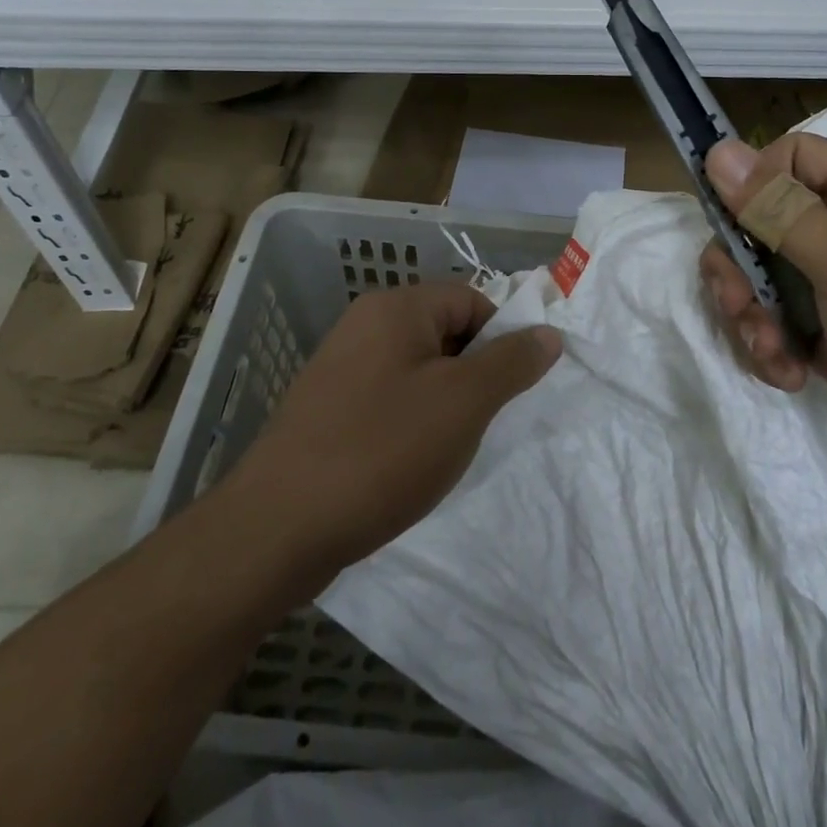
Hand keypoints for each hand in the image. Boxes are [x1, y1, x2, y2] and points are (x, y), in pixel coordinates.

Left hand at [223, 283, 561, 573]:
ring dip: (443, 404)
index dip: (501, 340)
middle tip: (478, 424)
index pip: (471, 300)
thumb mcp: (463, 403)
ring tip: (444, 450)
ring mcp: (341, 366)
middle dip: (472, 375)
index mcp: (396, 308)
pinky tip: (408, 464)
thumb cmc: (383, 450)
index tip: (507, 392)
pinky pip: (388, 398)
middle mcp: (364, 324)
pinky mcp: (327, 407)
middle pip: (444, 332)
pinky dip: (410, 423)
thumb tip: (548, 333)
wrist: (278, 526)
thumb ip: (511, 362)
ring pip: (418, 370)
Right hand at [700, 135, 826, 504]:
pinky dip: (770, 348)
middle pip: (762, 223)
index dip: (753, 180)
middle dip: (738, 265)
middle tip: (737, 301)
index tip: (728, 220)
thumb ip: (776, 207)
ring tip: (768, 350)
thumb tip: (717, 150)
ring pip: (760, 278)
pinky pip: (775, 325)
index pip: (792, 158)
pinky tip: (789, 375)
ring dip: (750, 314)